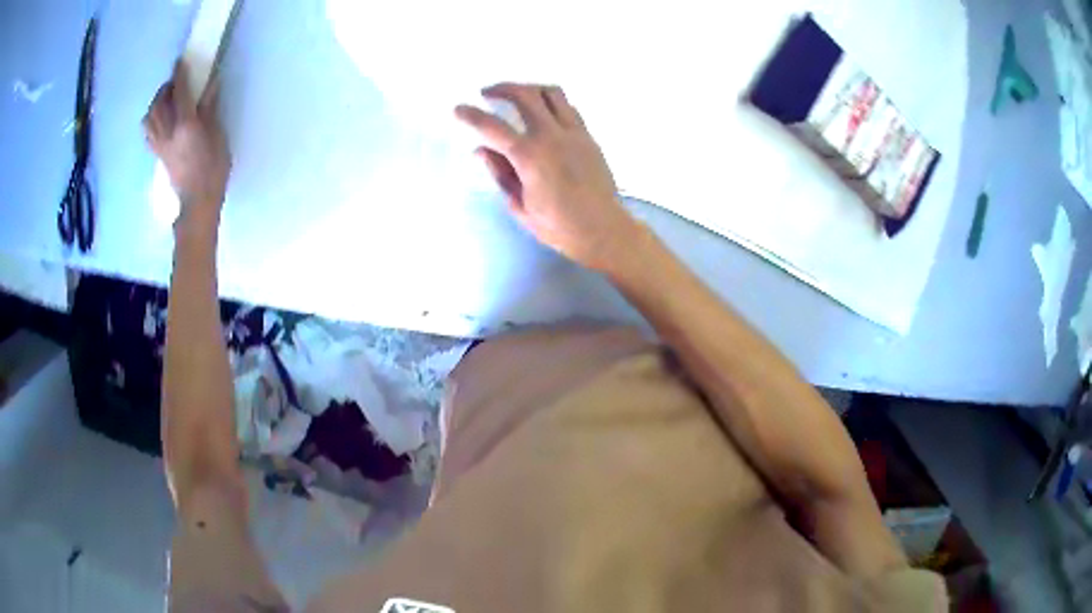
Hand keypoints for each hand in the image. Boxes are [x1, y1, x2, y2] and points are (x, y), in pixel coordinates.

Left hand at [143, 60, 230, 217]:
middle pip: (159, 103)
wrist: (198, 201)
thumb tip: (211, 84)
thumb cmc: (213, 168)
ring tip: (165, 100)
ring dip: (155, 104)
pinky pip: (148, 132)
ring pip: (149, 117)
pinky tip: (158, 119)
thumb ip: (210, 109)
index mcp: (185, 124)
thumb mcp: (217, 135)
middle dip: (165, 89)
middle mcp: (168, 131)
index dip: (180, 75)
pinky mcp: (158, 154)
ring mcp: (160, 144)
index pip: (180, 92)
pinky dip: (151, 120)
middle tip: (175, 83)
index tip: (180, 61)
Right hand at [455, 83, 642, 270]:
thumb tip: (481, 150)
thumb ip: (500, 174)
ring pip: (551, 93)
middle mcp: (551, 136)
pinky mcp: (588, 136)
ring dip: (529, 88)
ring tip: (517, 96)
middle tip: (487, 93)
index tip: (458, 109)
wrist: (604, 230)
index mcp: (529, 157)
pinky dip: (551, 102)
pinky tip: (543, 113)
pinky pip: (568, 107)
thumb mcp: (520, 206)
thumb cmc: (559, 227)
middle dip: (501, 88)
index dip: (471, 115)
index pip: (493, 127)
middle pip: (524, 95)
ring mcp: (574, 133)